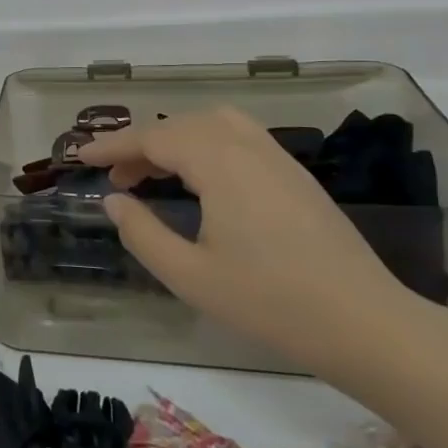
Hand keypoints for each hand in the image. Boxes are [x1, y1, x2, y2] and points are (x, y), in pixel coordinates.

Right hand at [79, 108, 426, 380]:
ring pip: (213, 124)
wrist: (367, 324)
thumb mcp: (190, 276)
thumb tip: (114, 201)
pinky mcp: (295, 175)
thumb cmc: (272, 303)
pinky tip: (201, 180)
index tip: (81, 158)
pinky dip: (205, 144)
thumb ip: (143, 234)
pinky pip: (238, 137)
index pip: (153, 138)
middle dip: (141, 143)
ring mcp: (277, 158)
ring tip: (154, 173)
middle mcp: (248, 148)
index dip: (113, 145)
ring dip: (175, 138)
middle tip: (116, 177)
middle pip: (181, 124)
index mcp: (220, 165)